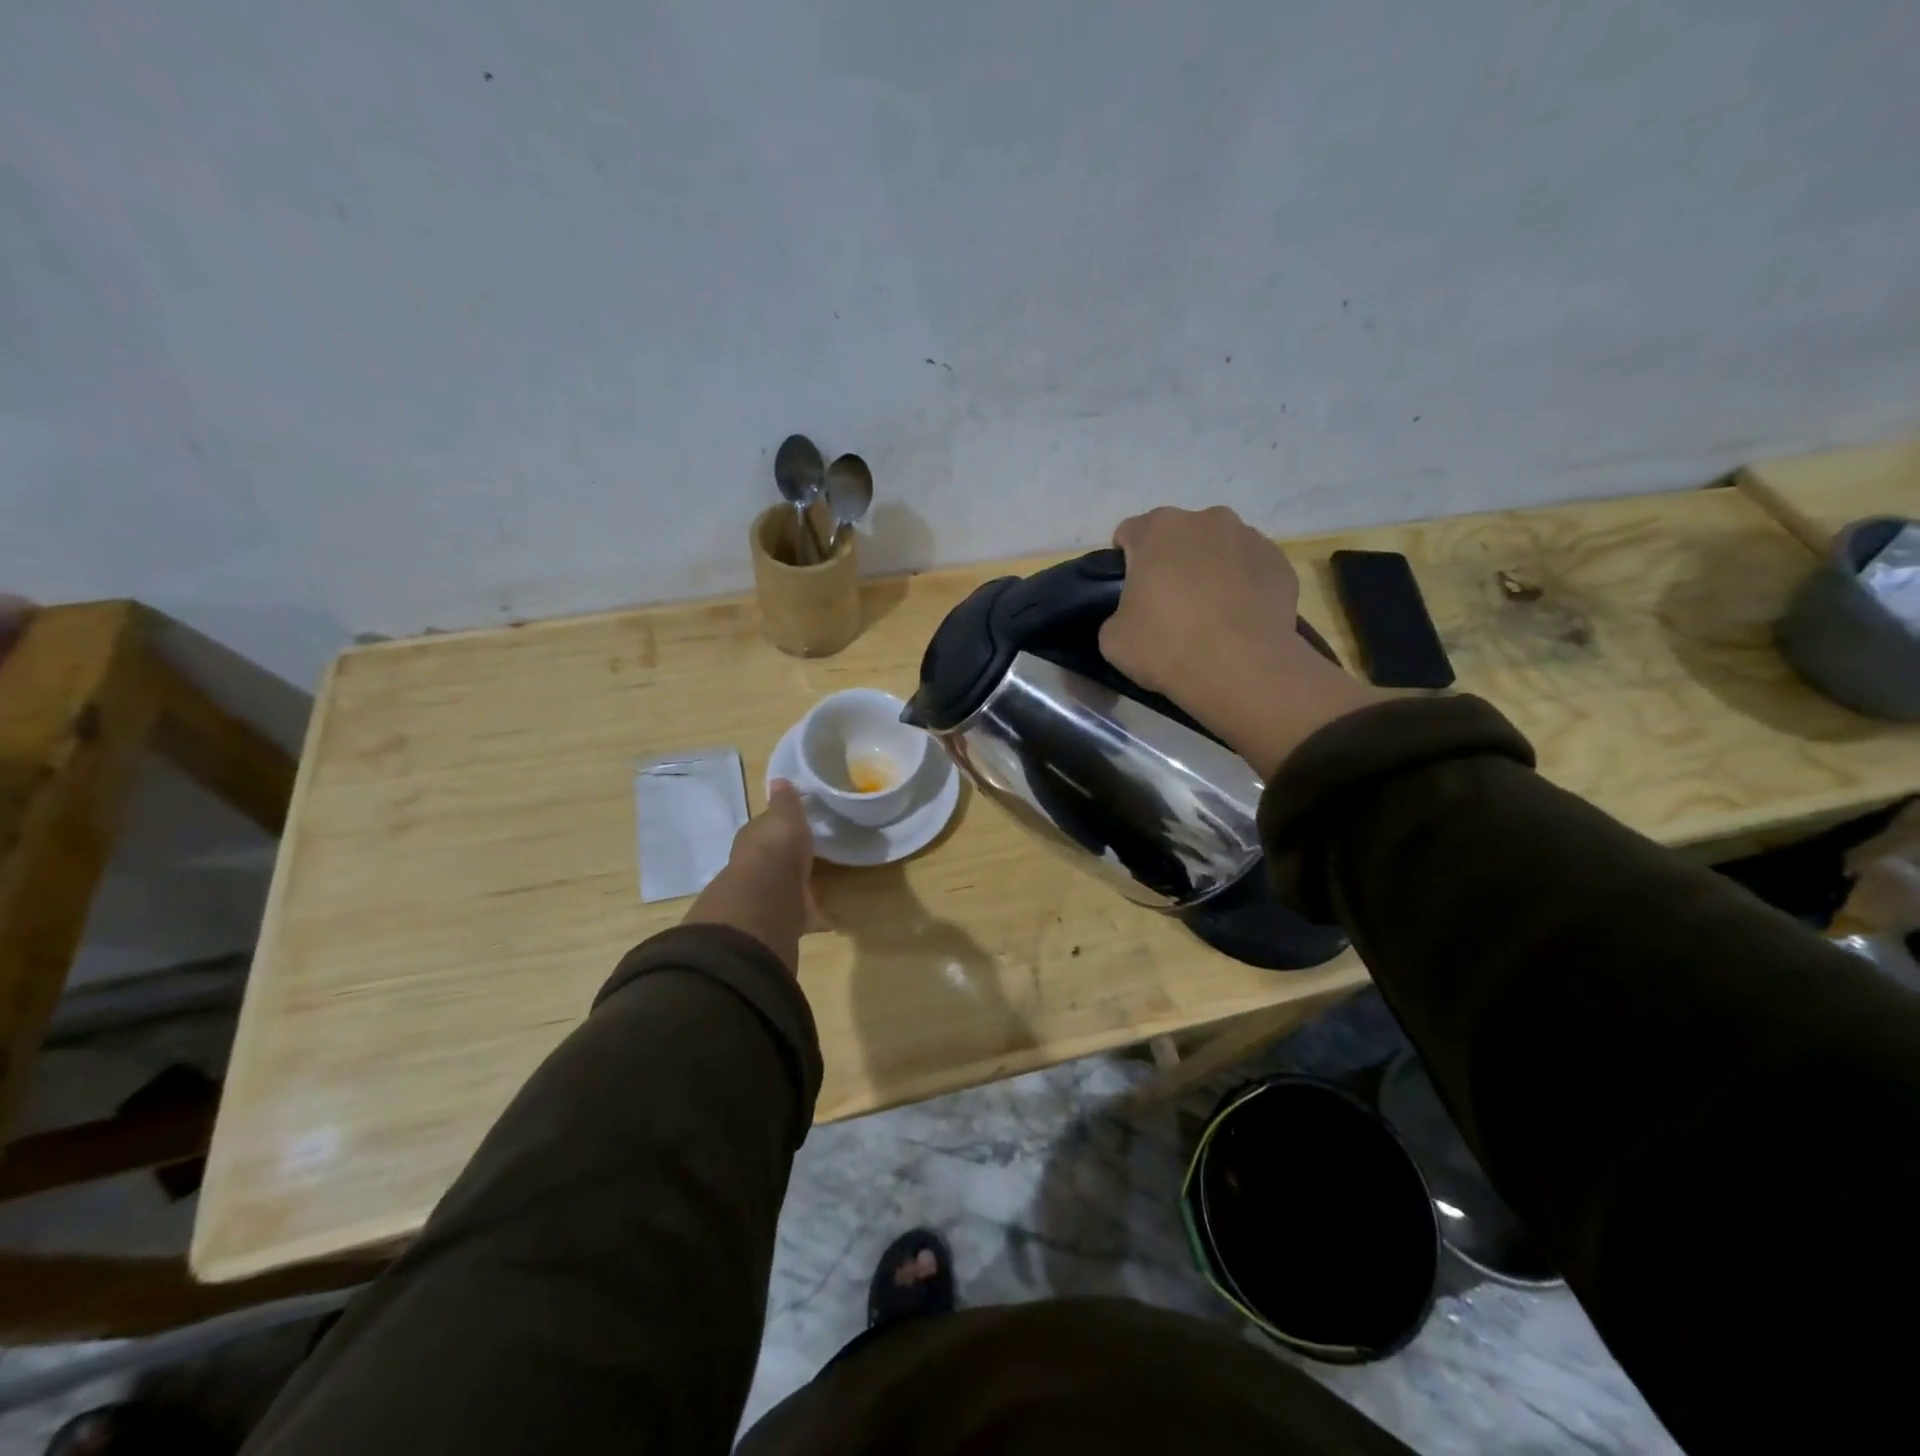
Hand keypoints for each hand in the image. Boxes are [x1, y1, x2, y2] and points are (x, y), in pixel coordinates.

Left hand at [682, 780, 827, 973]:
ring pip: (787, 887)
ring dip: (800, 887)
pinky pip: (805, 915)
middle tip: (813, 855)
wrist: (766, 900)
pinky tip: (835, 917)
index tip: (798, 824)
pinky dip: (818, 916)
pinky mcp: (784, 920)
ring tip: (825, 884)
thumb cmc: (775, 849)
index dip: (779, 826)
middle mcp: (757, 868)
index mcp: (755, 839)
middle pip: (775, 860)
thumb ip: (785, 802)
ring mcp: (769, 896)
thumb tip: (779, 779)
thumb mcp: (784, 816)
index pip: (765, 829)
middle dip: (789, 859)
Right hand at [1100, 506, 1380, 778]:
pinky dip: (1242, 585)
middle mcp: (1205, 519)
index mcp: (1157, 529)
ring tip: (1209, 614)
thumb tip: (1133, 614)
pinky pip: (1250, 568)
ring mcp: (1249, 536)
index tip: (1129, 596)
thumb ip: (1116, 612)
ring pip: (1216, 548)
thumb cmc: (1167, 647)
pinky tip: (1238, 618)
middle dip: (1170, 562)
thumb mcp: (1112, 638)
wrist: (1241, 670)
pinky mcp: (1279, 561)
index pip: (1128, 534)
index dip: (1125, 565)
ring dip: (1208, 570)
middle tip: (1168, 606)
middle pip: (1177, 536)